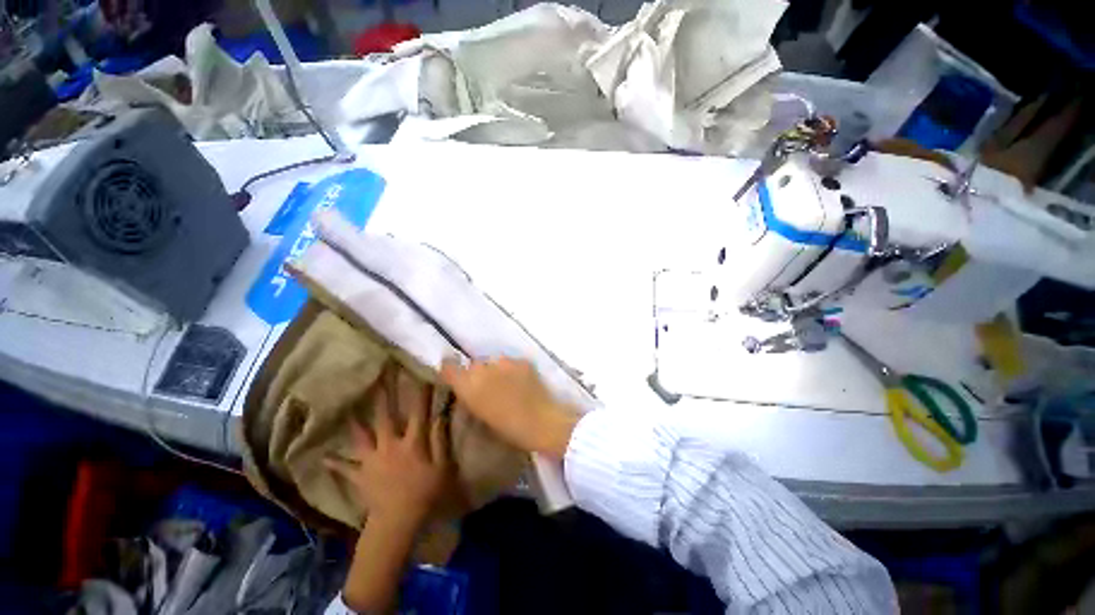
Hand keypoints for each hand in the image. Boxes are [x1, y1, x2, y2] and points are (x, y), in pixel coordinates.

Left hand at [325, 368, 453, 525]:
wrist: (397, 521)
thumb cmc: (424, 492)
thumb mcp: (442, 466)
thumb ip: (440, 439)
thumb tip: (439, 416)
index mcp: (412, 442)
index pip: (418, 412)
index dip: (420, 393)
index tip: (419, 376)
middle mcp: (389, 445)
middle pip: (385, 416)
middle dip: (382, 396)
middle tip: (377, 378)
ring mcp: (371, 459)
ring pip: (360, 435)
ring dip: (354, 421)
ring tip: (346, 406)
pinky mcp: (359, 474)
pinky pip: (344, 467)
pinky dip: (335, 462)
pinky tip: (324, 457)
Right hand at [441, 357, 579, 457]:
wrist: (542, 422)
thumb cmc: (509, 429)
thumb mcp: (482, 416)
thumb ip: (471, 398)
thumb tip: (468, 388)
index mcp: (469, 387)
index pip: (450, 368)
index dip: (451, 370)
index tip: (453, 375)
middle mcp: (483, 368)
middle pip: (474, 365)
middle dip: (478, 374)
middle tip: (488, 388)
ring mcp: (504, 362)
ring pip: (494, 362)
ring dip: (496, 370)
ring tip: (507, 385)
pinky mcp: (522, 360)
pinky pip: (512, 362)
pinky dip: (513, 370)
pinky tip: (522, 382)